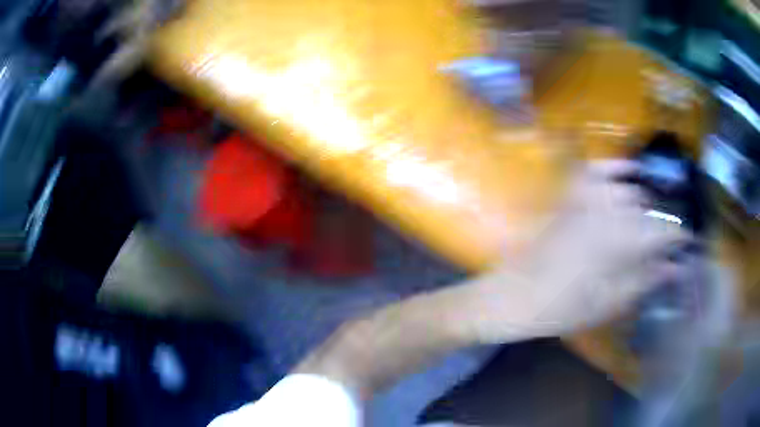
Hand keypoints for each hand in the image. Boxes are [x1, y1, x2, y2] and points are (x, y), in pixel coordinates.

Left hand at [461, 160, 691, 342]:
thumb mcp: (613, 301)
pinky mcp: (573, 193)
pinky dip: (618, 169)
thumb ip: (648, 278)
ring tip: (653, 221)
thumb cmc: (565, 307)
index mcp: (626, 238)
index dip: (681, 237)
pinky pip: (600, 169)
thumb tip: (677, 266)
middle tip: (671, 241)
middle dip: (665, 223)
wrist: (516, 295)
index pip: (666, 230)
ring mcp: (590, 195)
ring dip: (648, 203)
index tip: (689, 244)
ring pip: (632, 189)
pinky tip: (631, 174)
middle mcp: (613, 207)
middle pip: (652, 208)